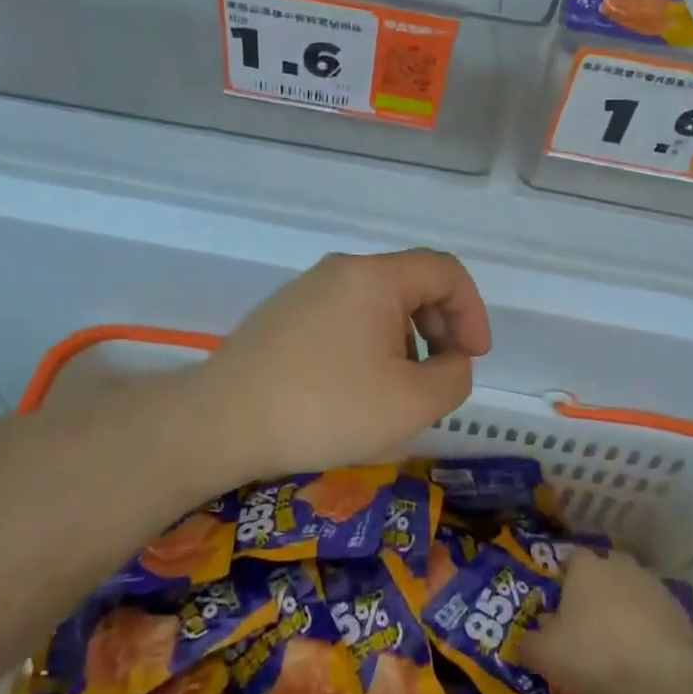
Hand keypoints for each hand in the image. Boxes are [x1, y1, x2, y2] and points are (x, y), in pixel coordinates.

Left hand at [196, 250, 492, 482]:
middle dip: (439, 328)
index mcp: (375, 277)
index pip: (446, 271)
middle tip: (438, 377)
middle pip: (411, 284)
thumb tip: (451, 362)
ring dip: (404, 340)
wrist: (220, 422)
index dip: (472, 312)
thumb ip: (454, 378)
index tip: (472, 359)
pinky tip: (353, 390)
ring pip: (376, 304)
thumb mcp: (411, 403)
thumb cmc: (325, 408)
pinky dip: (368, 345)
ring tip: (394, 391)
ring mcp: (305, 290)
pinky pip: (343, 318)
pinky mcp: (281, 315)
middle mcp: (340, 270)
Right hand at [516, 548, 692, 693]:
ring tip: (615, 646)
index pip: (570, 560)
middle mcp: (619, 565)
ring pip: (631, 592)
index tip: (560, 608)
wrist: (659, 678)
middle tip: (587, 626)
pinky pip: (655, 615)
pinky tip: (641, 658)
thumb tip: (524, 641)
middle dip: (595, 592)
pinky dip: (647, 630)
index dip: (564, 582)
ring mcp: (652, 585)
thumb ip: (528, 643)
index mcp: (585, 566)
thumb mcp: (544, 654)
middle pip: (603, 572)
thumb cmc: (592, 654)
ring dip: (623, 610)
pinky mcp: (678, 611)